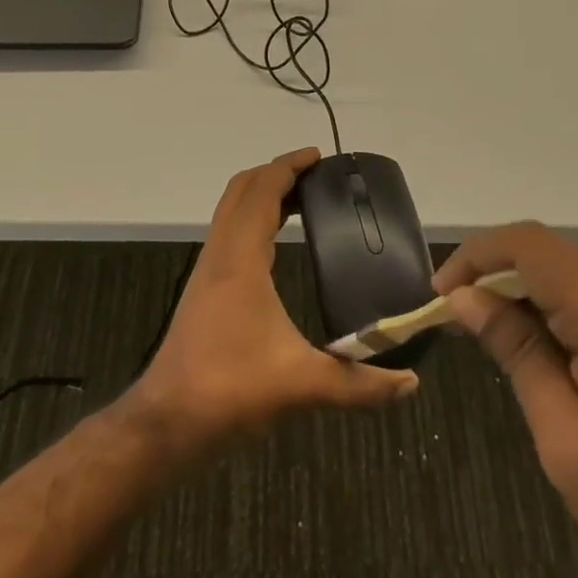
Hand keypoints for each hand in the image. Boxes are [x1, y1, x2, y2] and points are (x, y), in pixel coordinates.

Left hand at [136, 148, 418, 442]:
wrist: (168, 421)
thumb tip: (409, 382)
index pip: (261, 192)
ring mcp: (207, 271)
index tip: (318, 156)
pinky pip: (228, 234)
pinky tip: (274, 245)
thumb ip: (359, 384)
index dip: (288, 167)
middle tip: (314, 175)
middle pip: (240, 191)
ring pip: (230, 212)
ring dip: (260, 195)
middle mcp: (220, 255)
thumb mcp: (301, 385)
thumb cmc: (230, 390)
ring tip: (300, 201)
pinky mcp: (203, 289)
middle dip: (275, 173)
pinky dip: (251, 220)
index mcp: (240, 260)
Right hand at [435, 225, 577, 577]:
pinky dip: (564, 311)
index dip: (476, 256)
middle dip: (499, 279)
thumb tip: (466, 299)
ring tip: (502, 348)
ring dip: (531, 297)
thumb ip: (519, 357)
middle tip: (464, 329)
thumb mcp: (570, 447)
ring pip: (576, 273)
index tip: (442, 298)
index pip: (530, 246)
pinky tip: (554, 358)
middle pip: (552, 255)